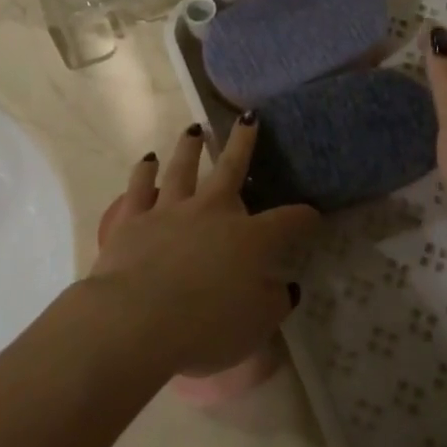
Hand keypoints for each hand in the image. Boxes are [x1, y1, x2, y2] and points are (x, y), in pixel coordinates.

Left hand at [90, 117, 318, 376]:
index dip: (304, 218)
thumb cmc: (205, 327)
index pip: (288, 221)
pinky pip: (140, 187)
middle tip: (249, 119)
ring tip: (194, 129)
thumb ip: (274, 302)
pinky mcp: (133, 219)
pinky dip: (144, 172)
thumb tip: (284, 286)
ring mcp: (170, 211)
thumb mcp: (256, 326)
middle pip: (232, 169)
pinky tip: (147, 160)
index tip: (313, 216)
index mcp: (250, 239)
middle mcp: (212, 212)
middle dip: (244, 142)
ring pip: (183, 168)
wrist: (137, 320)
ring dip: (190, 147)